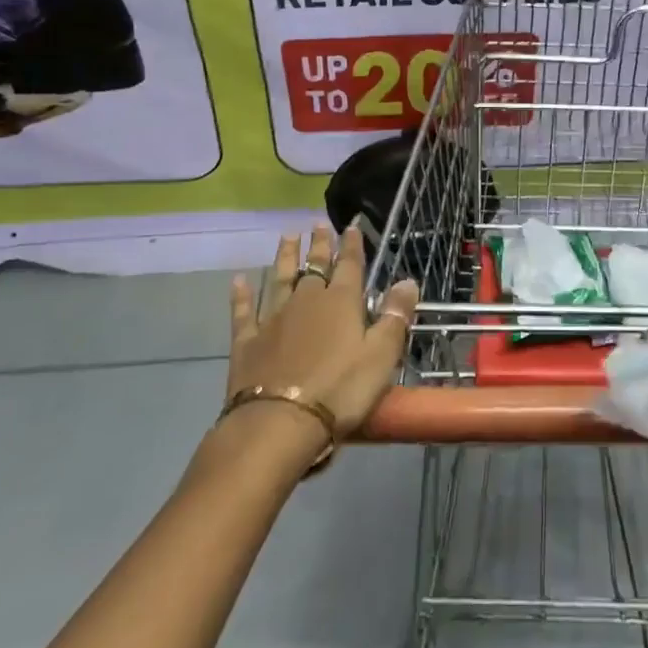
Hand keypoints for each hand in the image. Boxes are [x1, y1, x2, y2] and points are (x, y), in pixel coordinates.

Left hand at [227, 224, 418, 436]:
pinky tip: (239, 281)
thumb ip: (395, 316)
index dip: (351, 245)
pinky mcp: (247, 341)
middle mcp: (307, 300)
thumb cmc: (339, 390)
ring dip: (284, 257)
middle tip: (317, 224)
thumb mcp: (382, 355)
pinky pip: (244, 311)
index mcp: (341, 302)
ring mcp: (274, 319)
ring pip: (280, 279)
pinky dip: (241, 295)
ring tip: (287, 237)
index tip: (350, 225)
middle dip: (318, 245)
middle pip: (314, 266)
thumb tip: (408, 280)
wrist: (278, 423)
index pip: (350, 265)